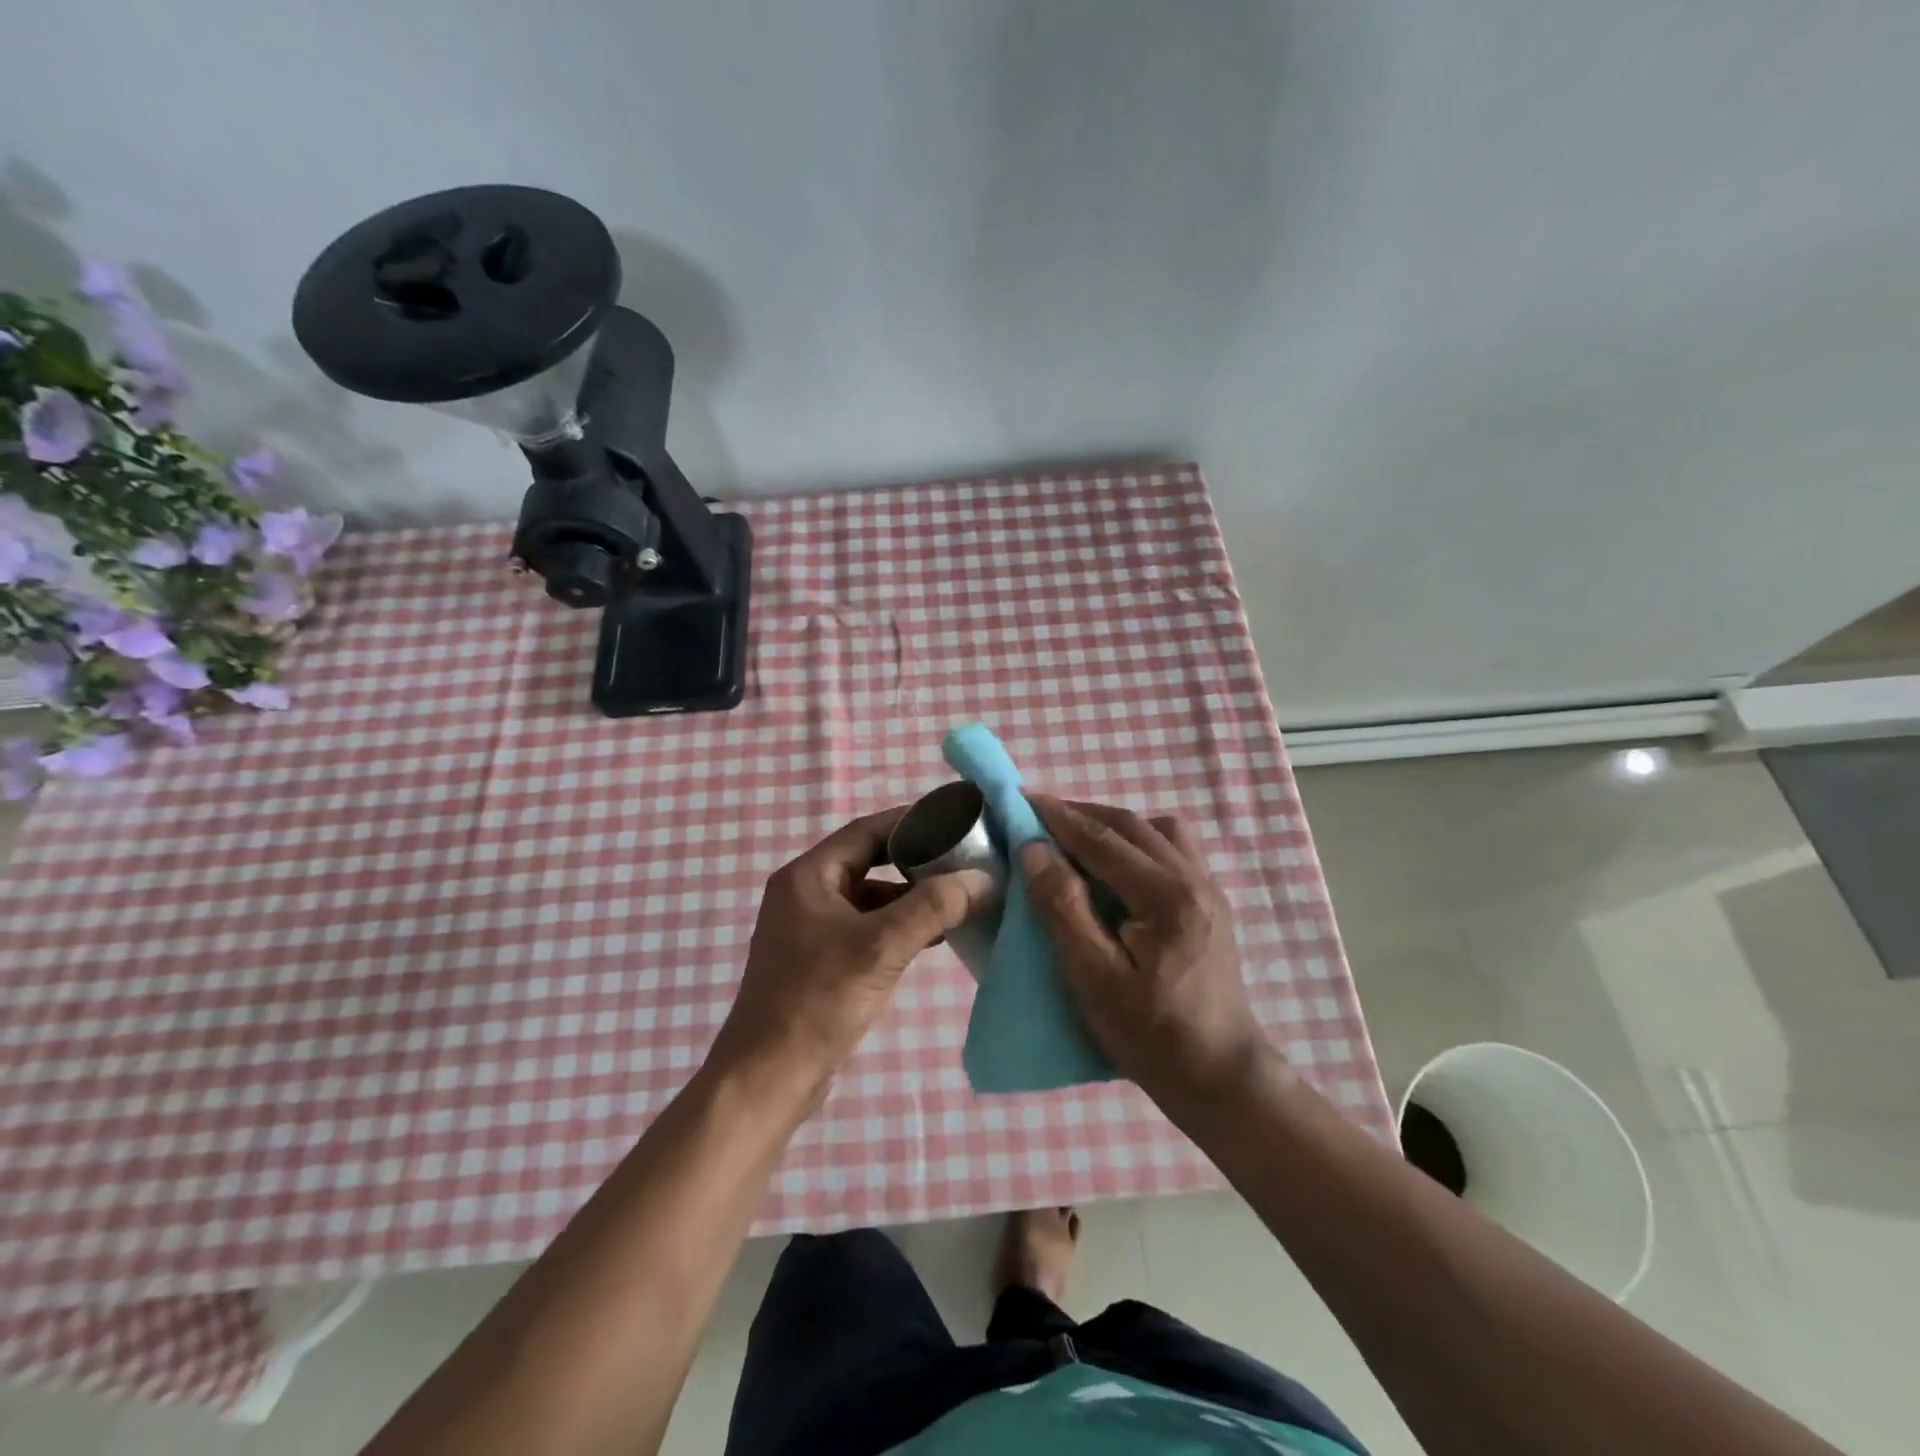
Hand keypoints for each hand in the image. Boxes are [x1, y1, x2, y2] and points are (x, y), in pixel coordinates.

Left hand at [712, 807, 990, 1108]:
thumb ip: (933, 908)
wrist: (768, 1077)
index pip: (867, 830)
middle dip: (916, 861)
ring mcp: (812, 928)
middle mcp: (807, 893)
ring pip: (871, 897)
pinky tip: (934, 937)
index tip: (956, 821)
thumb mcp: (880, 947)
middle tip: (963, 860)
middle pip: (870, 860)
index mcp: (809, 876)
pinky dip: (899, 926)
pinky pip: (868, 927)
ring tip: (958, 899)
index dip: (912, 821)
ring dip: (911, 897)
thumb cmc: (818, 1000)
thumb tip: (983, 879)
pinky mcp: (822, 959)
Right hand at [1021, 796, 1270, 1106]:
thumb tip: (1034, 849)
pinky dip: (1138, 843)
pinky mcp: (1211, 904)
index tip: (1023, 798)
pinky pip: (1172, 850)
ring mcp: (1208, 889)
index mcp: (1166, 895)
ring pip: (1158, 831)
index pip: (1103, 839)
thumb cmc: (1150, 1034)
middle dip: (1083, 813)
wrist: (1220, 1077)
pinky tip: (1117, 868)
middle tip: (1040, 815)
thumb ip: (1063, 907)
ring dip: (1114, 825)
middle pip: (1132, 825)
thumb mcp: (1093, 977)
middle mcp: (1193, 879)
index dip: (1059, 817)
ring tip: (1078, 840)